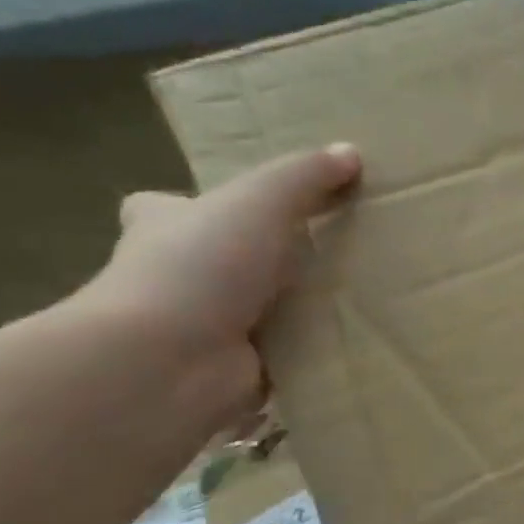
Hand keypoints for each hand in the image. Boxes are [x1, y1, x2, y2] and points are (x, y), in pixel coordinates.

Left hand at [85, 144, 361, 430]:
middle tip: (325, 253)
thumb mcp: (258, 202)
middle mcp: (176, 278)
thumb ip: (303, 176)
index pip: (163, 209)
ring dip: (294, 311)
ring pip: (255, 312)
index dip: (190, 205)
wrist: (169, 362)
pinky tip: (353, 344)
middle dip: (259, 261)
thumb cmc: (200, 267)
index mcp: (165, 229)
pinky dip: (309, 354)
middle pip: (216, 262)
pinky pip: (282, 358)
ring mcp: (202, 330)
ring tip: (361, 297)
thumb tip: (349, 152)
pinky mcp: (234, 371)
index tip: (234, 207)